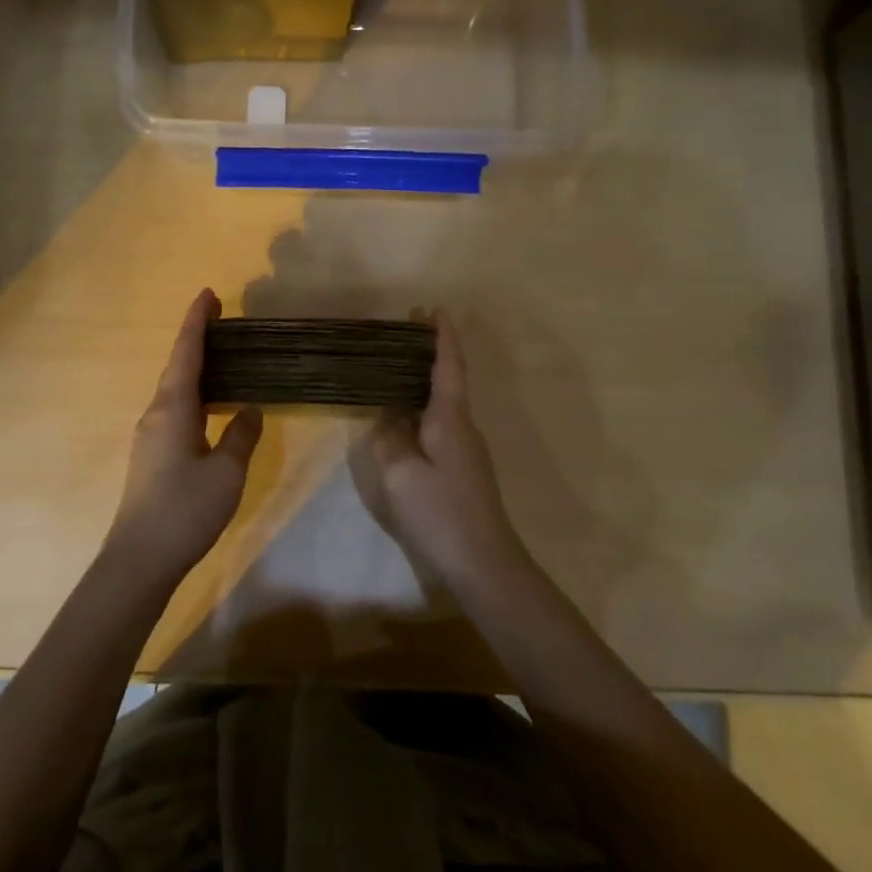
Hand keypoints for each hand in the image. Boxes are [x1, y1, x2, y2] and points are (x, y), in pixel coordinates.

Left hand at [105, 289, 262, 587]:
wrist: (140, 559)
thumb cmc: (186, 509)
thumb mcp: (227, 471)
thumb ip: (241, 435)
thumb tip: (250, 409)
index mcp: (173, 408)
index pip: (187, 353)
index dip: (197, 322)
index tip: (208, 294)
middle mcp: (156, 413)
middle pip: (178, 366)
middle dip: (197, 340)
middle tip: (222, 320)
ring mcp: (150, 435)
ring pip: (175, 389)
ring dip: (195, 368)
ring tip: (223, 358)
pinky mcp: (151, 455)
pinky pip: (174, 409)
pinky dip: (194, 394)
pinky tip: (211, 405)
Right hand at [362, 312, 527, 586]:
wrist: (483, 562)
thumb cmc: (440, 512)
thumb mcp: (401, 474)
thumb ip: (390, 440)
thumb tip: (388, 419)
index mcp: (449, 418)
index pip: (448, 366)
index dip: (442, 337)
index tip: (435, 309)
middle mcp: (462, 426)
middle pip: (446, 380)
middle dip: (429, 352)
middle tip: (407, 329)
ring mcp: (465, 449)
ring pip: (441, 404)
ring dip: (422, 382)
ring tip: (395, 370)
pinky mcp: (461, 469)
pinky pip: (438, 426)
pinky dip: (421, 410)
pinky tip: (402, 420)